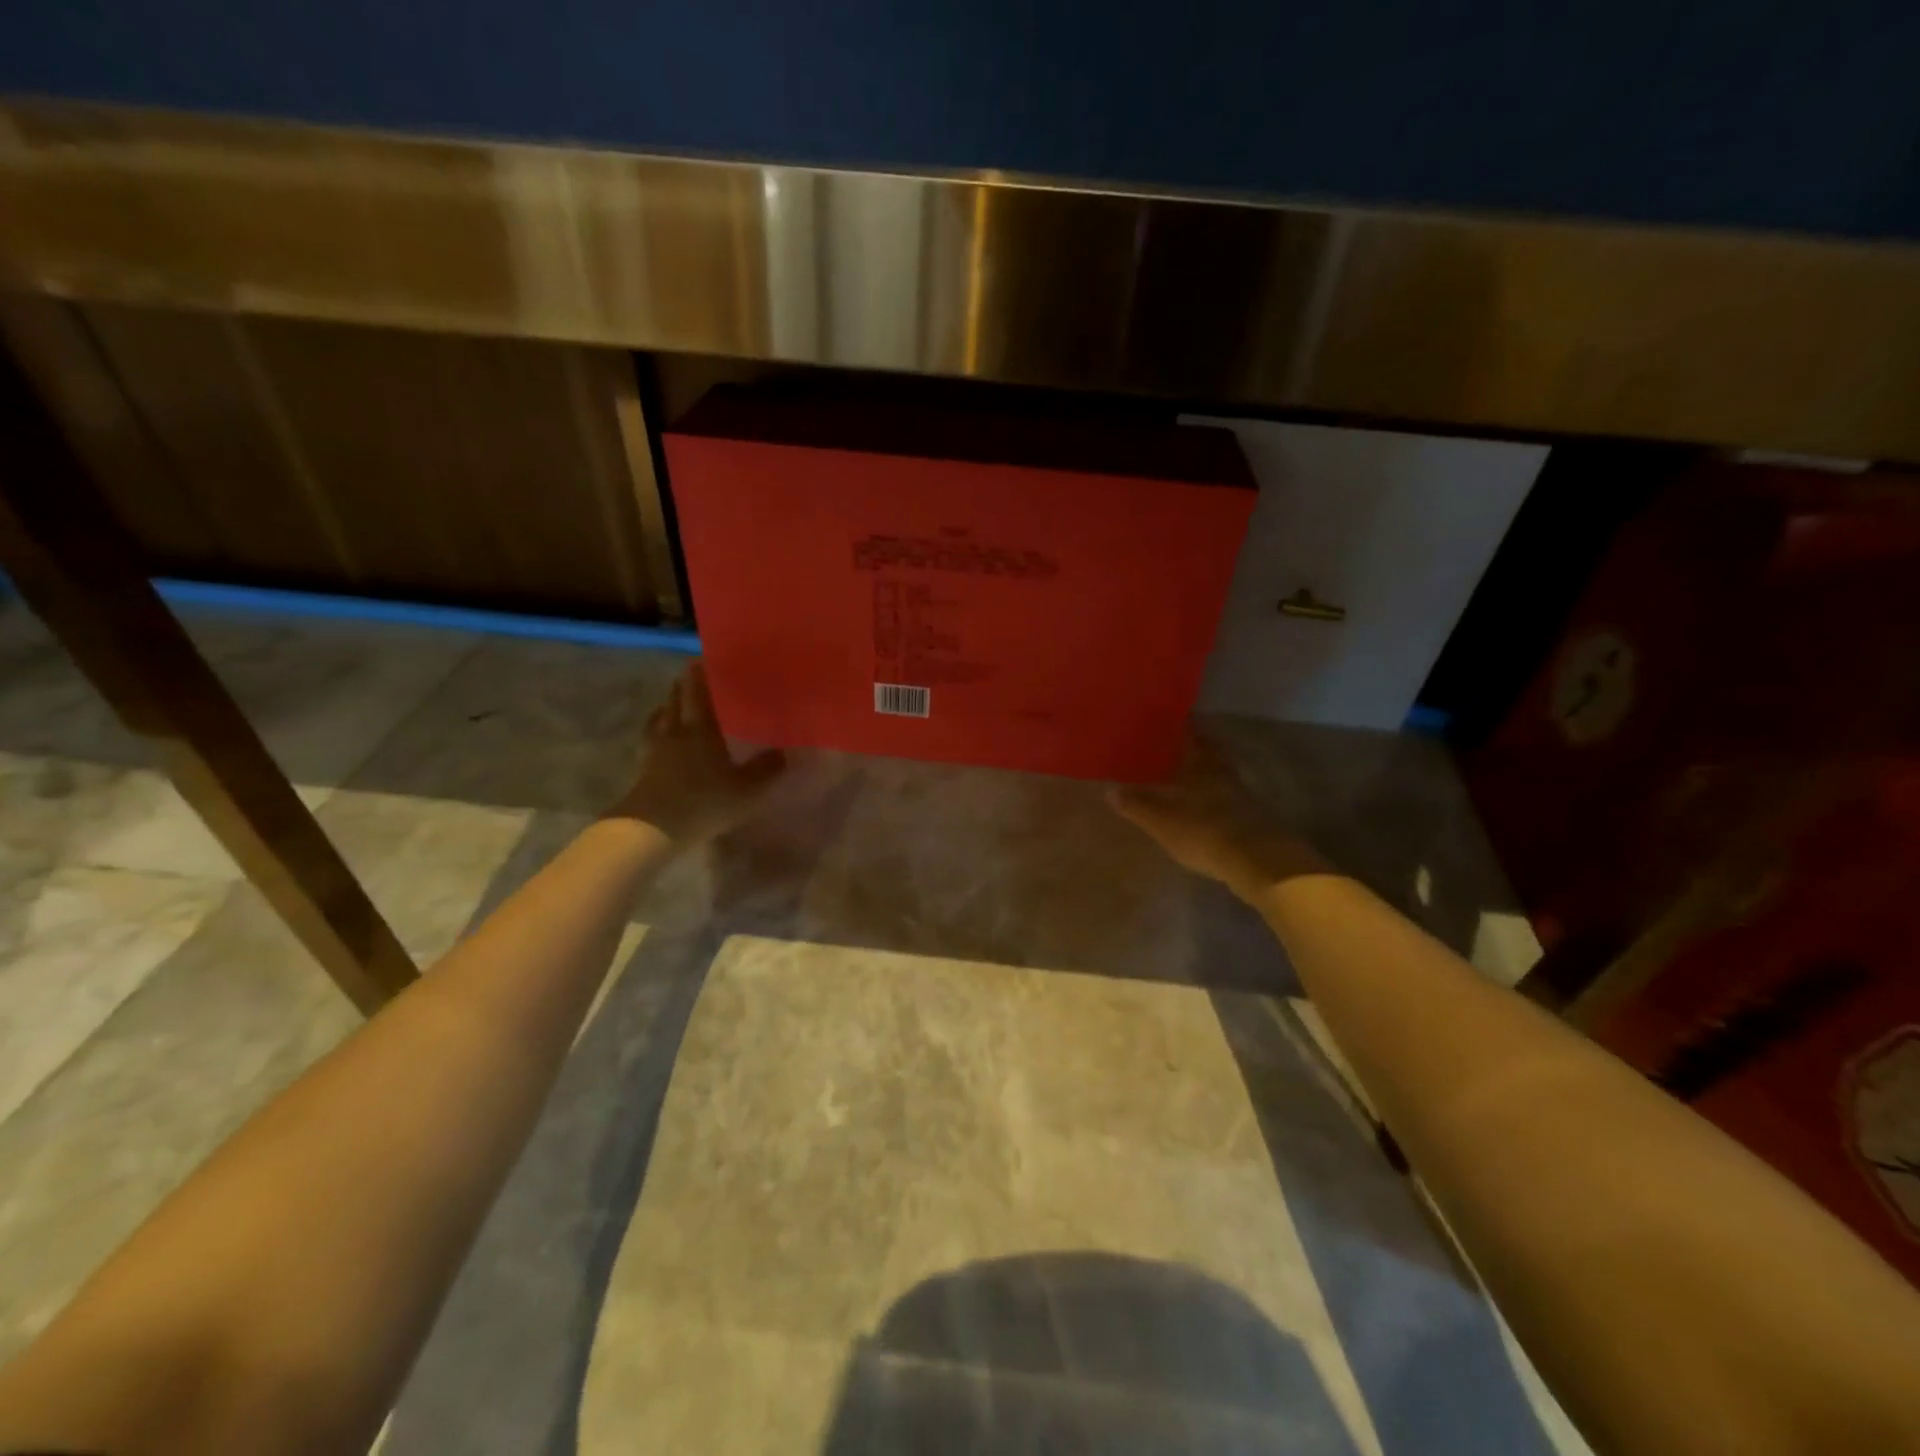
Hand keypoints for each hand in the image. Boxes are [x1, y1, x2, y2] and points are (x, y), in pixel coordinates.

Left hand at [611, 662, 785, 845]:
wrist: (653, 828)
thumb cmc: (704, 802)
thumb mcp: (747, 789)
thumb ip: (767, 769)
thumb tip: (787, 752)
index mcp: (701, 728)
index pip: (698, 691)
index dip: (700, 673)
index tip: (704, 659)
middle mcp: (675, 730)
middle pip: (676, 698)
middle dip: (683, 685)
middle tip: (693, 676)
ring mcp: (655, 749)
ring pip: (660, 716)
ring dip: (668, 705)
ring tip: (675, 702)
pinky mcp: (643, 767)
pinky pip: (650, 737)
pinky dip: (656, 729)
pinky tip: (661, 735)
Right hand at [1108, 736, 1325, 900]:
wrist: (1258, 862)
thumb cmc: (1203, 832)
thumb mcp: (1161, 821)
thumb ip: (1136, 805)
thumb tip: (1108, 788)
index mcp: (1202, 768)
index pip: (1194, 738)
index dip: (1186, 727)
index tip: (1179, 717)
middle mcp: (1224, 776)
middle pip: (1213, 755)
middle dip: (1201, 748)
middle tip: (1186, 743)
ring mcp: (1243, 798)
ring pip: (1223, 777)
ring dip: (1210, 774)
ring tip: (1193, 776)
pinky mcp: (1253, 821)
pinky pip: (1231, 800)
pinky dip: (1219, 799)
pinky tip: (1209, 808)